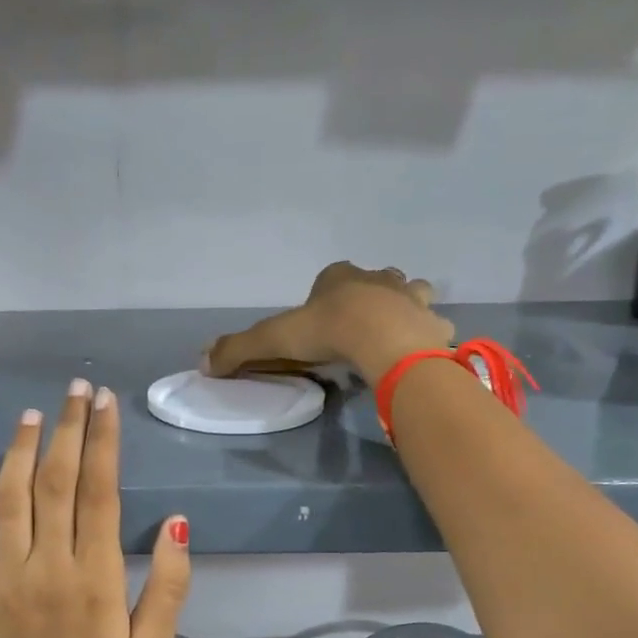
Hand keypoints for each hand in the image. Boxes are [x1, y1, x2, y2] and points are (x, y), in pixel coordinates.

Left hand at [0, 380, 191, 637]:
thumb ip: (169, 585)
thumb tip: (179, 524)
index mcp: (95, 577)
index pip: (99, 492)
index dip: (103, 443)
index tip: (107, 403)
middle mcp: (49, 565)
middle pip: (56, 482)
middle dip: (67, 430)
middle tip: (75, 390)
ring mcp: (8, 576)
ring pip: (11, 499)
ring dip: (21, 452)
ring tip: (32, 414)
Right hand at [203, 262, 453, 384]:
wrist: (382, 340)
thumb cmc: (327, 331)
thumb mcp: (273, 339)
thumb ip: (239, 349)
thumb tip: (203, 362)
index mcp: (340, 276)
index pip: (332, 276)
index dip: (326, 294)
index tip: (322, 320)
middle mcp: (379, 278)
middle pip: (377, 280)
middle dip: (372, 295)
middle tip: (362, 323)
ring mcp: (411, 298)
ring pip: (413, 294)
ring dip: (407, 307)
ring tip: (396, 332)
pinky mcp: (432, 323)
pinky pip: (435, 326)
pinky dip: (430, 336)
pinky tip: (421, 352)